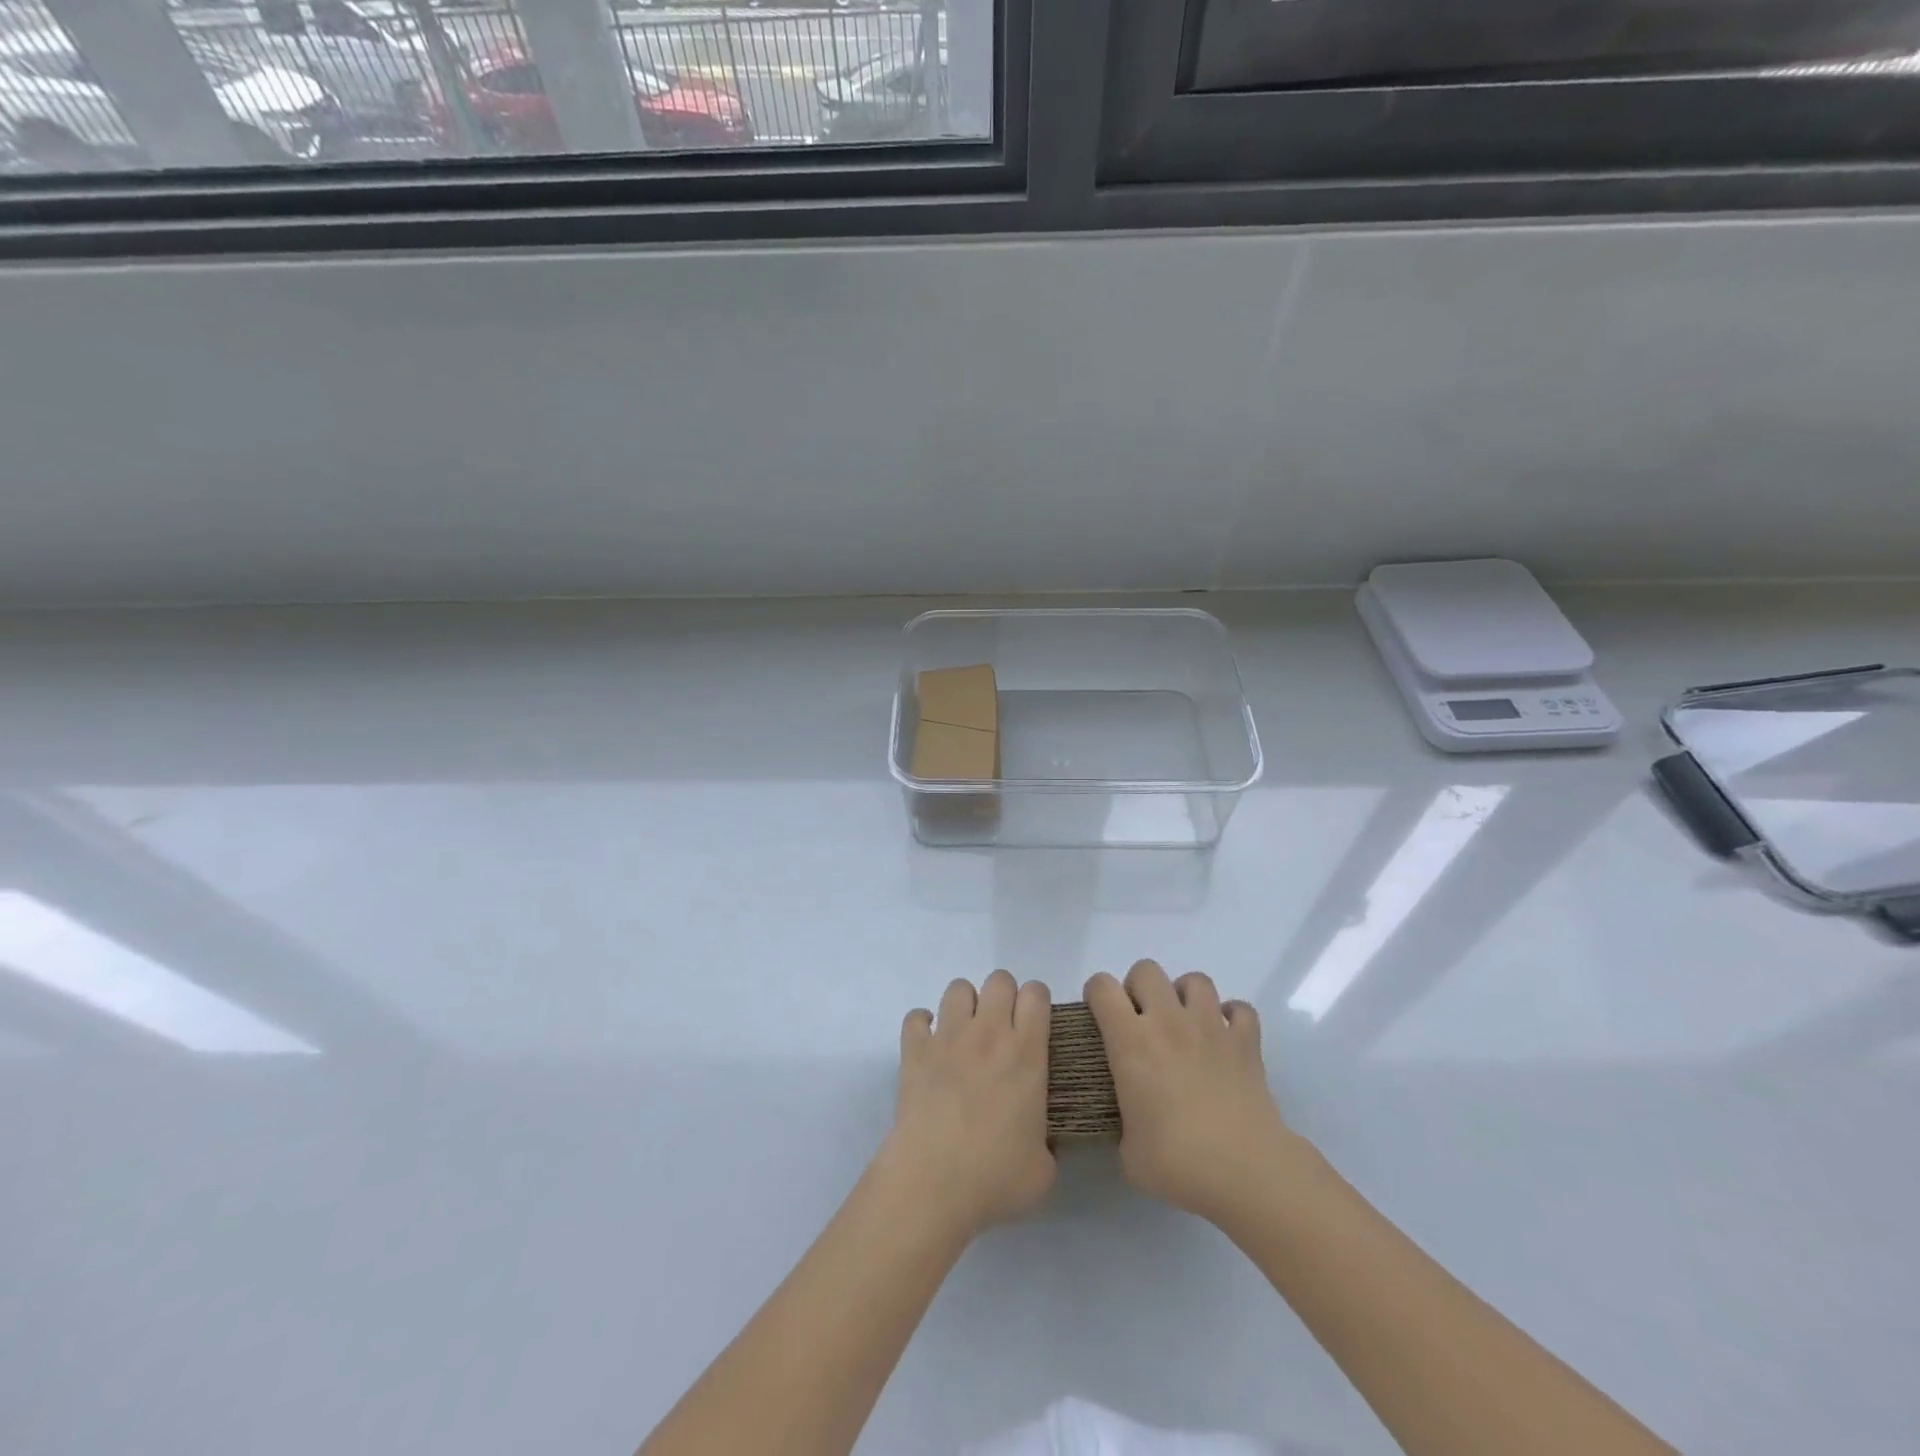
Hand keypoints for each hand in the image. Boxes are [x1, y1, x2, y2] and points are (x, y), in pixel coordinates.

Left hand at [881, 971, 1053, 1241]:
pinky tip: (929, 1046)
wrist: (933, 1183)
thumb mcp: (1044, 1169)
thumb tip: (1041, 1140)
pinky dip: (922, 1026)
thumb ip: (1048, 1142)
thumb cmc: (995, 1177)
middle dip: (1004, 997)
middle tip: (1002, 1030)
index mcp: (1026, 1054)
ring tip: (966, 1034)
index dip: (1038, 1002)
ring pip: (958, 988)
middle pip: (999, 980)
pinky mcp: (915, 1050)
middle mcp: (989, 1034)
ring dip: (965, 1005)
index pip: (1036, 994)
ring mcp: (948, 1037)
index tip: (1036, 1024)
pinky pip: (916, 1017)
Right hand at [1086, 959, 1295, 1224]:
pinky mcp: (1246, 1042)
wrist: (1246, 1171)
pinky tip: (1225, 1038)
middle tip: (1142, 1022)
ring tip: (1185, 1025)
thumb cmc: (1178, 1162)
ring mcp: (1211, 1026)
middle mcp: (1168, 1021)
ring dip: (1185, 996)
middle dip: (1139, 988)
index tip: (1099, 1017)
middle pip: (1146, 970)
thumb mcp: (1129, 1150)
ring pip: (1195, 980)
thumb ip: (1124, 1122)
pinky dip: (1232, 1017)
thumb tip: (1133, 1123)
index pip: (1102, 987)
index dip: (1096, 995)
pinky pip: (1240, 1009)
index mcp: (1131, 1041)